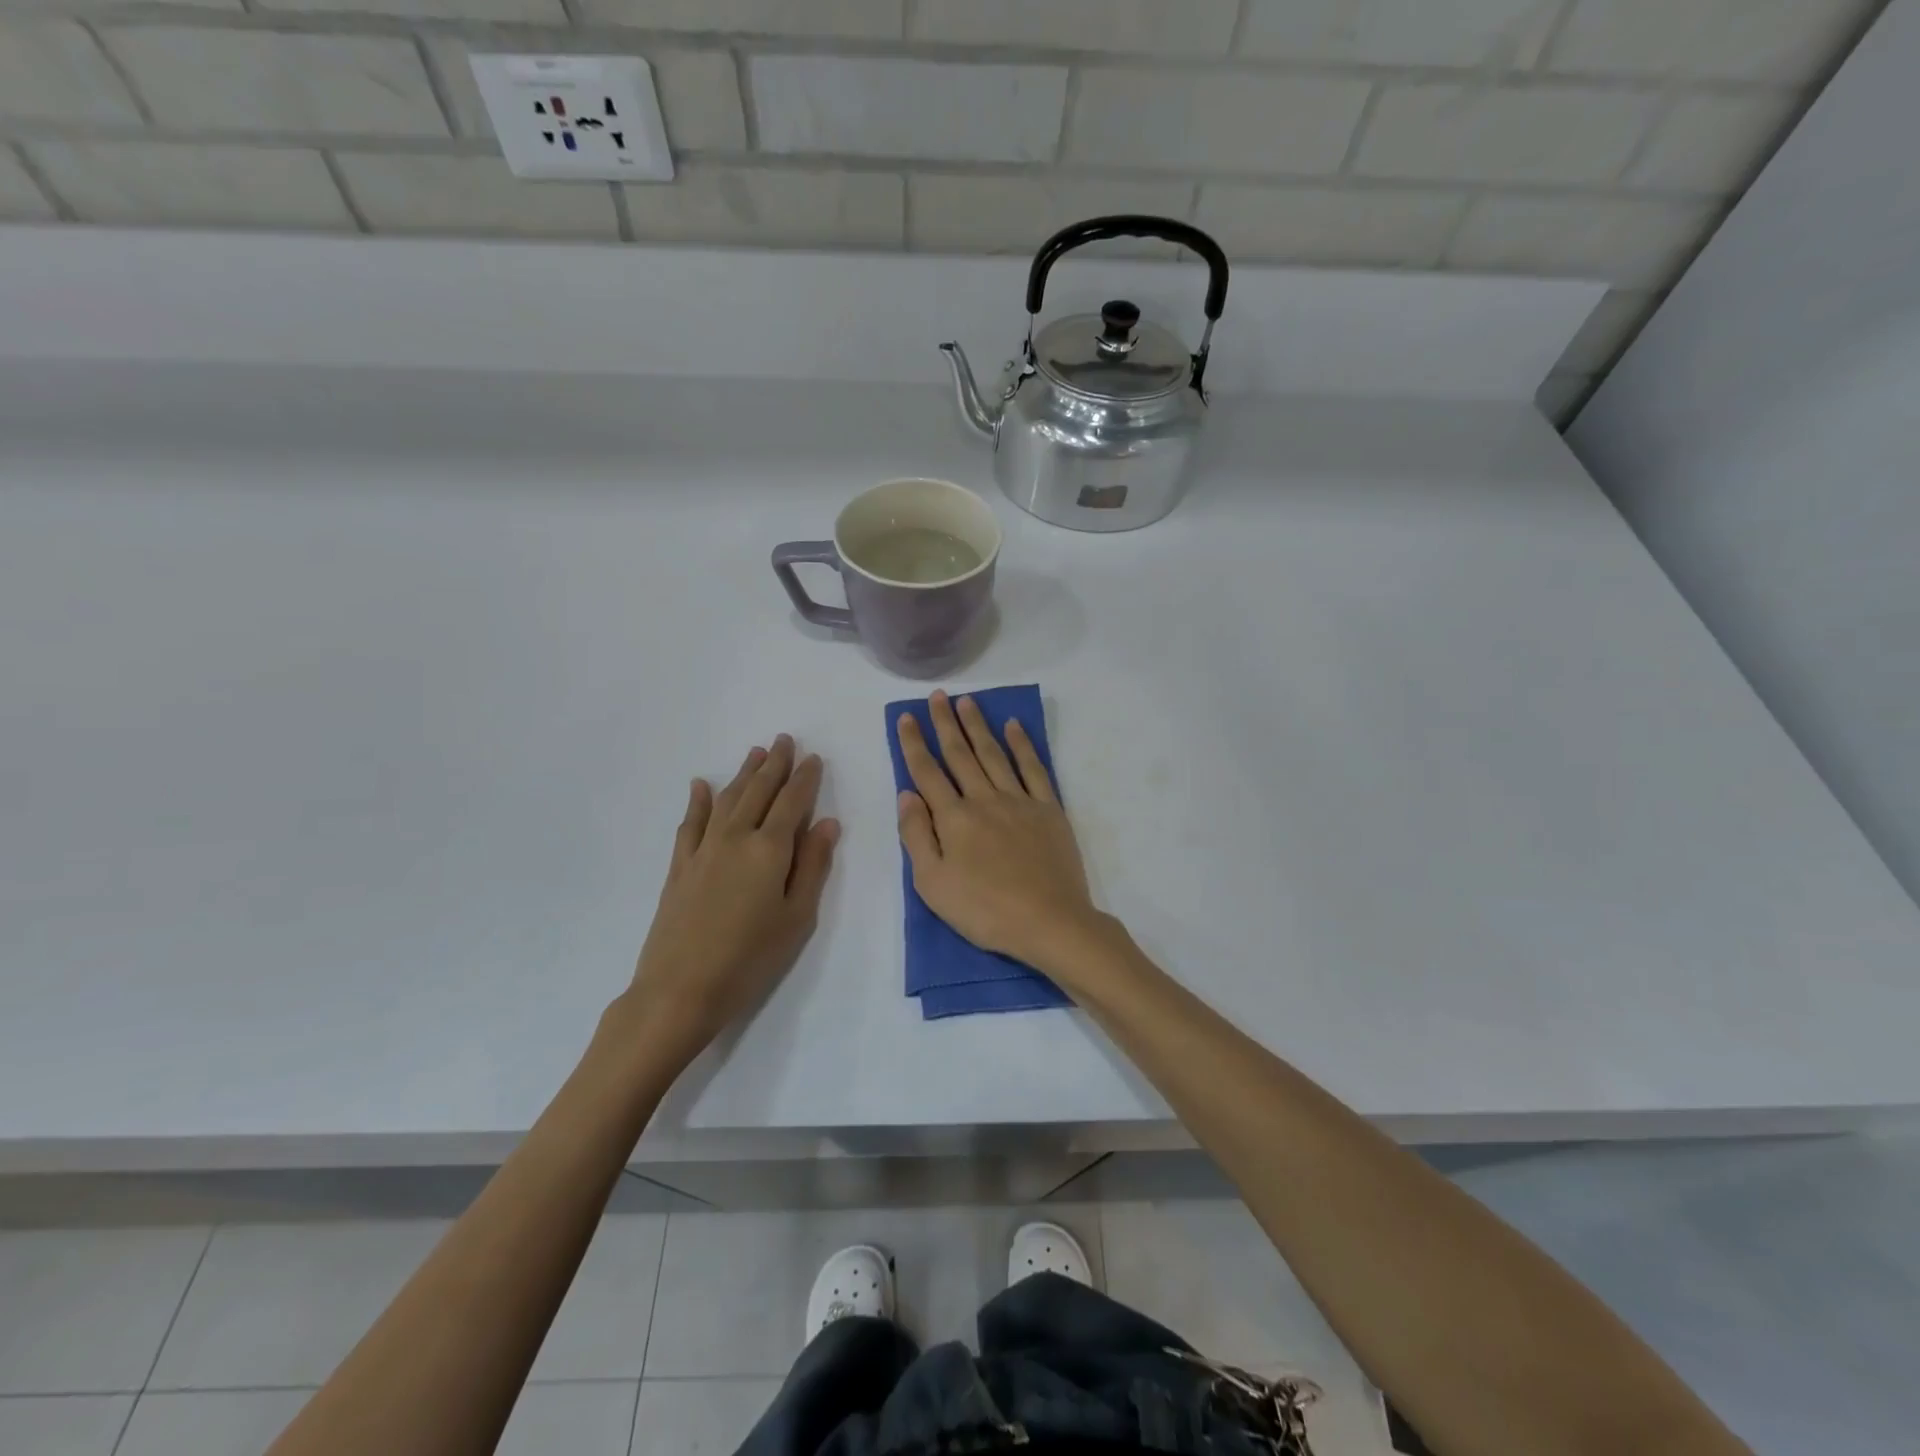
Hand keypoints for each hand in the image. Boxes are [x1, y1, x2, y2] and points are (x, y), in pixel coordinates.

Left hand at [620, 736, 838, 1065]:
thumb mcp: (797, 917)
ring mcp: (703, 850)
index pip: (792, 802)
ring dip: (743, 774)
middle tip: (784, 739)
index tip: (813, 757)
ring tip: (755, 752)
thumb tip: (827, 822)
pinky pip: (690, 823)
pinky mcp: (679, 866)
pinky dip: (698, 801)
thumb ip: (812, 865)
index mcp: (769, 849)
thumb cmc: (750, 958)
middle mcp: (736, 837)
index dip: (804, 778)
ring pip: (727, 799)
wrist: (680, 990)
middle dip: (774, 764)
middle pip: (759, 792)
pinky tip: (701, 785)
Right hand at [896, 691, 1101, 973]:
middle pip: (960, 754)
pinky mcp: (1048, 809)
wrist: (1049, 921)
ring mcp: (1019, 801)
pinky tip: (1014, 726)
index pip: (927, 772)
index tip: (907, 716)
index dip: (914, 743)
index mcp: (953, 818)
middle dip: (945, 723)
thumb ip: (916, 835)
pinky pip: (1033, 768)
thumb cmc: (984, 910)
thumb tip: (906, 793)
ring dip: (978, 726)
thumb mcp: (932, 884)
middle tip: (937, 696)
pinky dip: (1023, 744)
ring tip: (967, 701)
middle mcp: (984, 799)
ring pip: (994, 754)